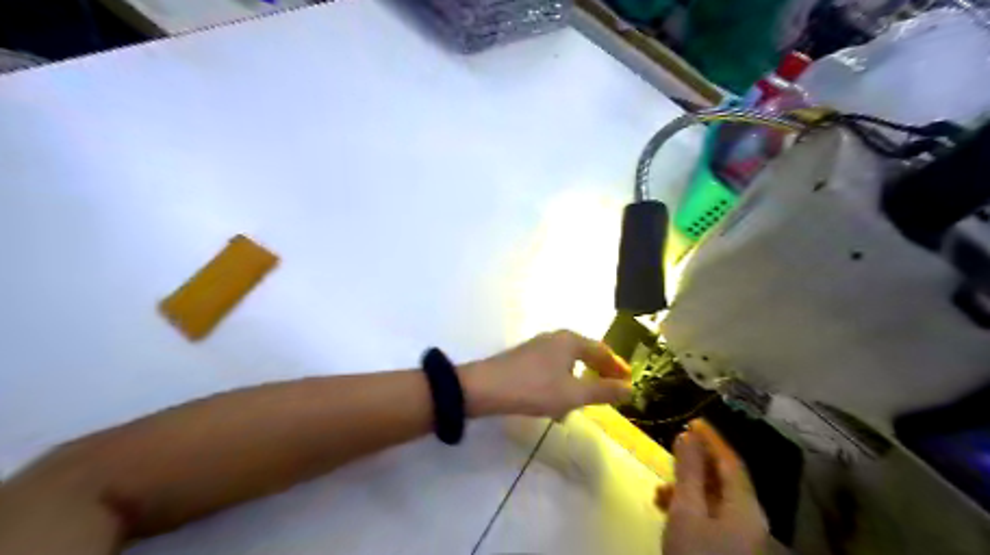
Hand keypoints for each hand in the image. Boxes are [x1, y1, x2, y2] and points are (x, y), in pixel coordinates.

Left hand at [457, 328, 629, 417]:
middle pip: (584, 354)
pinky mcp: (524, 358)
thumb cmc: (534, 388)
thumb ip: (602, 391)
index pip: (602, 351)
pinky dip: (561, 383)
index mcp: (570, 341)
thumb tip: (630, 389)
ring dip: (578, 381)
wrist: (485, 388)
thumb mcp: (573, 394)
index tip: (628, 383)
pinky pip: (552, 369)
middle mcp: (555, 338)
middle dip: (597, 373)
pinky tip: (556, 403)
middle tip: (609, 391)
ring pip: (567, 363)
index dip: (616, 367)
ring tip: (583, 402)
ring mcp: (538, 347)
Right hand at [656, 420, 771, 553]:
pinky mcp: (727, 545)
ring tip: (662, 489)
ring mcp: (740, 534)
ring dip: (689, 486)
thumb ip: (689, 472)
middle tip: (673, 450)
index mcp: (745, 506)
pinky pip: (710, 514)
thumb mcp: (687, 511)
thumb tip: (687, 435)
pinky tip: (667, 508)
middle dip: (697, 463)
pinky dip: (690, 505)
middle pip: (724, 478)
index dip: (713, 438)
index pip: (731, 461)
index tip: (693, 420)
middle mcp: (748, 517)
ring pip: (714, 497)